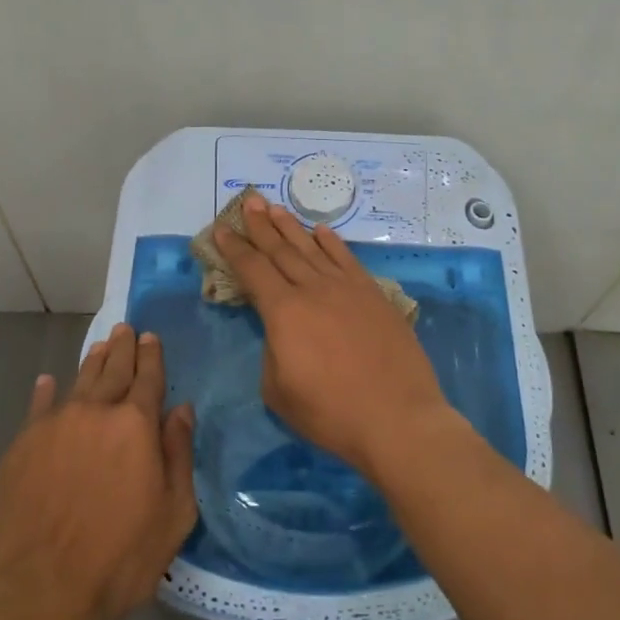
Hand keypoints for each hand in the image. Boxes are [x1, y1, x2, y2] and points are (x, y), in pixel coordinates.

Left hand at [0, 323, 196, 619]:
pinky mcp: (20, 447)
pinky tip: (48, 382)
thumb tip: (182, 410)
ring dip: (92, 362)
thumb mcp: (174, 513)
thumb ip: (179, 454)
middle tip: (125, 328)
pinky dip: (46, 391)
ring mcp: (53, 426)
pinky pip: (37, 407)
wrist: (41, 591)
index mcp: (136, 425)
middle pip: (112, 370)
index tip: (150, 337)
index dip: (151, 355)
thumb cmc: (120, 558)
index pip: (148, 377)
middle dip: (122, 347)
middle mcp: (95, 412)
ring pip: (78, 382)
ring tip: (100, 347)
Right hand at [212, 191, 449, 478]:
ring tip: (275, 207)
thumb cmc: (331, 413)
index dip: (235, 249)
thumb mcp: (278, 391)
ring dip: (291, 227)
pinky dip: (332, 242)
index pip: (252, 270)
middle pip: (281, 250)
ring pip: (312, 248)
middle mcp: (313, 289)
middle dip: (261, 225)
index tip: (222, 229)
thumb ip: (272, 353)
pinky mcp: (373, 294)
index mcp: (284, 311)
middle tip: (249, 202)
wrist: (397, 417)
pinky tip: (322, 231)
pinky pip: (347, 259)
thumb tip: (282, 334)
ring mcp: (347, 288)